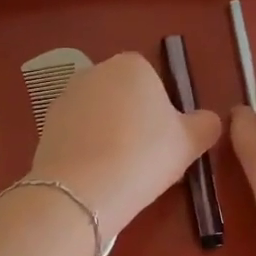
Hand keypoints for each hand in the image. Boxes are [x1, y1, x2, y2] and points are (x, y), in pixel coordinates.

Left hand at [30, 52, 221, 237]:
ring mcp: (66, 96)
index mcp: (132, 65)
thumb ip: (206, 124)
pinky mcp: (46, 123)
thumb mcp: (190, 142)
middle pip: (124, 95)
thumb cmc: (144, 156)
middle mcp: (95, 71)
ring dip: (109, 134)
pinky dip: (87, 148)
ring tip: (119, 170)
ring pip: (99, 114)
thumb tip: (209, 119)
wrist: (82, 190)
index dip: (163, 112)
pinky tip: (95, 174)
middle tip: (145, 157)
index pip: (154, 82)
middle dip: (134, 120)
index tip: (165, 141)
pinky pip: (77, 133)